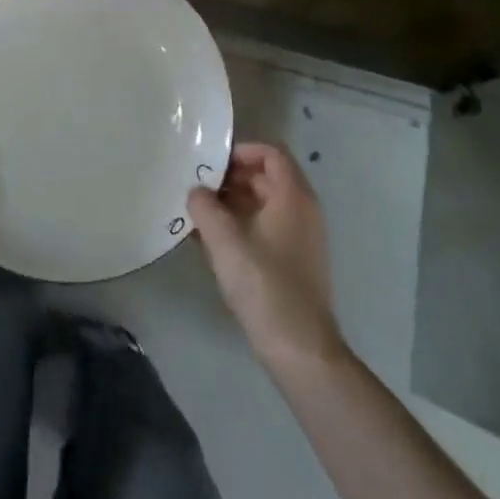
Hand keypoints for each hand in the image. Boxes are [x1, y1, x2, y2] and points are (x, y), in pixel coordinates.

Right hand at [189, 142, 344, 368]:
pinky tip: (210, 240)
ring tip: (197, 213)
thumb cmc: (263, 285)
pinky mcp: (293, 260)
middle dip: (231, 177)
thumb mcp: (224, 240)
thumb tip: (196, 191)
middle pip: (266, 176)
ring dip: (231, 202)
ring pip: (263, 203)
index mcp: (293, 197)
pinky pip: (265, 226)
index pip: (271, 153)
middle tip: (197, 186)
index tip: (211, 162)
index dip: (241, 150)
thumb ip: (204, 207)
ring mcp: (300, 237)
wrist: (299, 348)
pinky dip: (240, 224)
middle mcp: (302, 210)